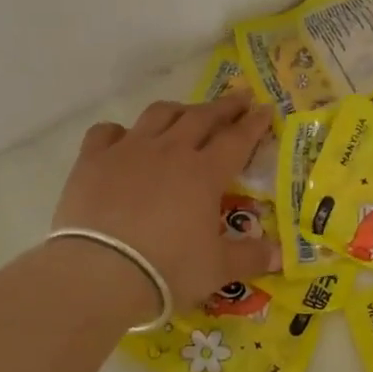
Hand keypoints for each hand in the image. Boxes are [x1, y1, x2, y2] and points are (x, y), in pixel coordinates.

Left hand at [51, 92, 280, 305]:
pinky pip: (106, 132)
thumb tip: (280, 256)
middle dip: (224, 106)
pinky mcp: (93, 160)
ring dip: (178, 110)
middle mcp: (170, 151)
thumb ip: (250, 257)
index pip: (237, 139)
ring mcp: (129, 150)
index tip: (265, 109)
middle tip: (238, 98)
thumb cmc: (167, 270)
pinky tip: (122, 139)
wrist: (99, 273)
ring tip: (186, 112)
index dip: (254, 123)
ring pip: (158, 115)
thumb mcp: (217, 270)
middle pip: (201, 117)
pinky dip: (118, 132)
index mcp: (204, 173)